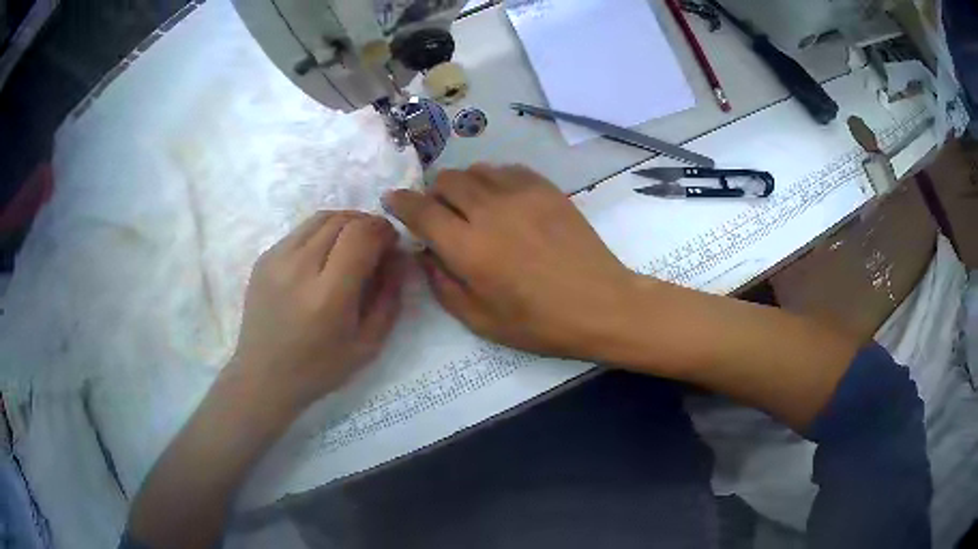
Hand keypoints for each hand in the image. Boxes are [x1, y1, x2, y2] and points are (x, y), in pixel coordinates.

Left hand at [230, 211, 402, 411]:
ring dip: (345, 223)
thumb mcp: (369, 344)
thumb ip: (389, 298)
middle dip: (367, 224)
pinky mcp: (264, 257)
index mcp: (328, 295)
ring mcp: (276, 259)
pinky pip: (300, 231)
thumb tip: (398, 257)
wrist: (264, 375)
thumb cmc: (320, 368)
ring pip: (320, 218)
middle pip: (342, 219)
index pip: (361, 234)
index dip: (383, 229)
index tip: (391, 242)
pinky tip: (323, 257)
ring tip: (352, 245)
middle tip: (375, 244)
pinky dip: (321, 234)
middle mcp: (299, 268)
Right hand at [383, 164, 639, 359]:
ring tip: (472, 207)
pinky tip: (502, 201)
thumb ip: (442, 283)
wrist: (601, 304)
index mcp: (469, 247)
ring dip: (463, 186)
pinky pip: (507, 169)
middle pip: (446, 181)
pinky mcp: (546, 188)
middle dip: (433, 194)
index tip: (392, 200)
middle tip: (440, 215)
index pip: (421, 210)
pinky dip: (494, 181)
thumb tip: (424, 253)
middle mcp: (490, 211)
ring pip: (475, 170)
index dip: (400, 202)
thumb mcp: (480, 320)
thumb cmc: (539, 323)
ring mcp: (521, 194)